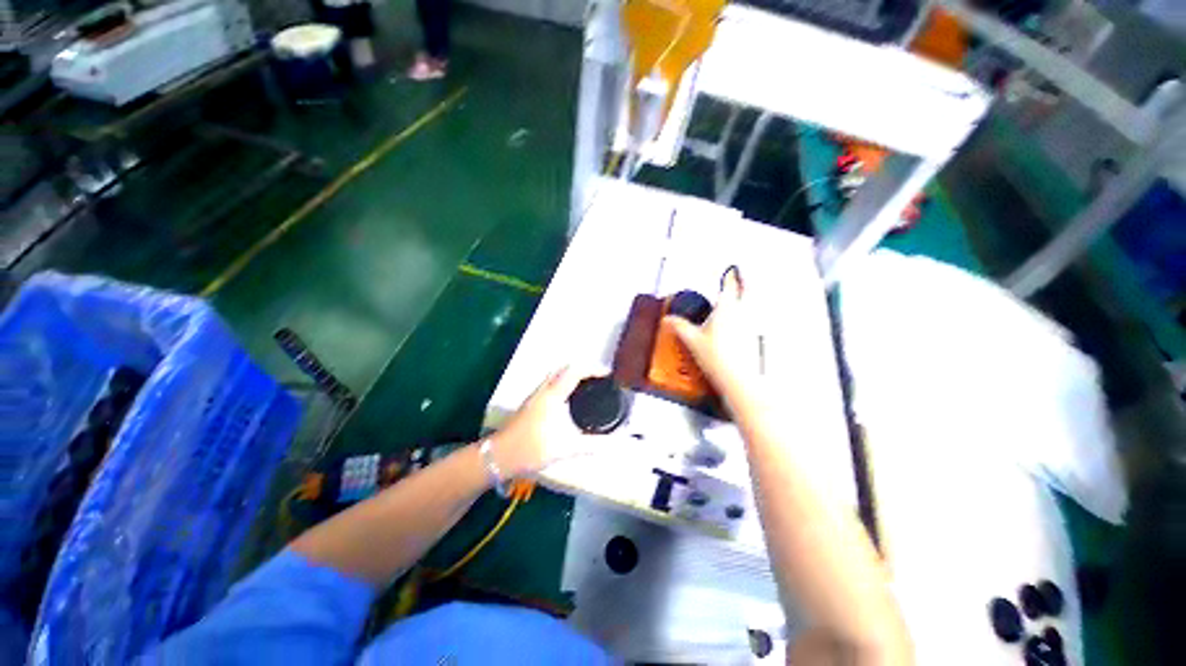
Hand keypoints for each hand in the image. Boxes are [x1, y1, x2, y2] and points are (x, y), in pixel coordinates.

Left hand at [486, 367, 601, 478]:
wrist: (499, 456)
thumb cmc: (531, 449)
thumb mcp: (565, 449)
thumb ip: (591, 445)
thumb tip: (612, 444)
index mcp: (553, 395)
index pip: (575, 372)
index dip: (593, 370)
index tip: (607, 375)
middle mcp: (543, 390)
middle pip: (564, 368)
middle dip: (583, 369)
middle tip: (598, 379)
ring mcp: (535, 395)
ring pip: (555, 375)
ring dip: (571, 374)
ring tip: (586, 385)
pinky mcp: (530, 402)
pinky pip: (550, 383)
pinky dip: (563, 382)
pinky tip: (568, 397)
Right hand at [665, 266, 758, 397]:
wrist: (737, 378)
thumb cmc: (717, 358)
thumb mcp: (691, 340)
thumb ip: (679, 326)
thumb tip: (668, 319)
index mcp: (727, 309)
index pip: (730, 285)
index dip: (730, 275)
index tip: (731, 269)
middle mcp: (744, 313)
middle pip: (749, 290)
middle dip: (746, 281)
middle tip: (742, 276)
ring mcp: (753, 325)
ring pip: (755, 303)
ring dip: (751, 296)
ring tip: (746, 294)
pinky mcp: (756, 337)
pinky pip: (755, 318)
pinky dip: (752, 314)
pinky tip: (745, 321)